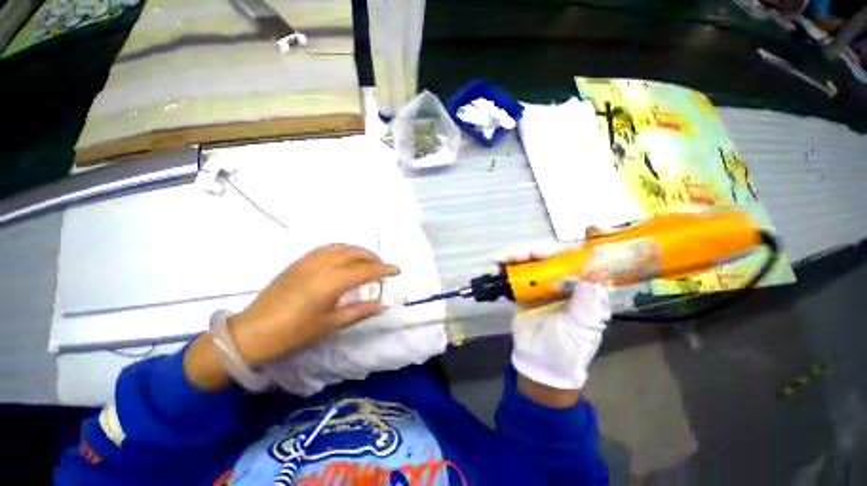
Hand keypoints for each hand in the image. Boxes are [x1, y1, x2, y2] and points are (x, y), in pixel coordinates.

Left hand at [230, 244, 400, 364]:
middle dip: (373, 257)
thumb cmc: (293, 332)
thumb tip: (382, 305)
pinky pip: (327, 248)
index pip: (366, 270)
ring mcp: (309, 260)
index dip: (384, 269)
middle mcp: (322, 265)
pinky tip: (345, 256)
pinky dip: (343, 249)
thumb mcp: (330, 324)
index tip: (398, 270)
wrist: (252, 331)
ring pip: (342, 247)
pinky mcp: (299, 261)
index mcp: (331, 282)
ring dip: (359, 251)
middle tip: (383, 266)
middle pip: (355, 254)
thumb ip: (359, 311)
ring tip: (368, 260)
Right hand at [496, 233, 610, 405]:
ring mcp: (541, 283)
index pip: (586, 260)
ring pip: (532, 261)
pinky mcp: (523, 288)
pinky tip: (497, 262)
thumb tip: (597, 269)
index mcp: (584, 288)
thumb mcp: (582, 326)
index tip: (587, 229)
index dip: (586, 244)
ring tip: (502, 257)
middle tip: (523, 252)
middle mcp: (564, 280)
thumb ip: (588, 299)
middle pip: (553, 256)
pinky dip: (506, 265)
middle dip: (538, 249)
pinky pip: (515, 272)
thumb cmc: (567, 347)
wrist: (539, 362)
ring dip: (517, 254)